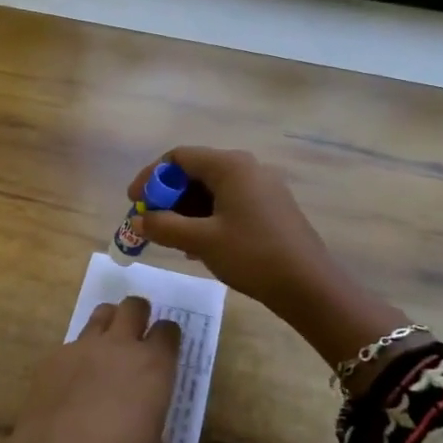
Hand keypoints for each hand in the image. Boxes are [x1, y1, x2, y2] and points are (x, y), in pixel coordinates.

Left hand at [7, 296, 179, 442]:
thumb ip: (152, 425)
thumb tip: (151, 431)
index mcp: (153, 365)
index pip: (168, 330)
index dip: (168, 337)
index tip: (165, 348)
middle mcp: (120, 345)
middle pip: (134, 306)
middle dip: (139, 314)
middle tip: (137, 333)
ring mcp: (84, 346)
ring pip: (102, 313)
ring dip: (110, 322)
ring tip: (107, 344)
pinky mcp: (55, 356)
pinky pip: (72, 343)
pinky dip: (79, 353)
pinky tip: (74, 379)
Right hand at [128, 147, 335, 314]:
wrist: (308, 285)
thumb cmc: (252, 255)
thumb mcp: (201, 241)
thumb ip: (163, 226)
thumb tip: (138, 219)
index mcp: (230, 166)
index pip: (178, 157)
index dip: (151, 177)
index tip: (134, 202)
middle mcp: (247, 168)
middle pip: (195, 171)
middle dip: (168, 197)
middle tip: (150, 223)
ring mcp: (262, 187)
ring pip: (212, 190)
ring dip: (186, 210)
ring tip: (171, 239)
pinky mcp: (270, 207)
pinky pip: (228, 203)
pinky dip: (207, 217)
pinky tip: (198, 246)